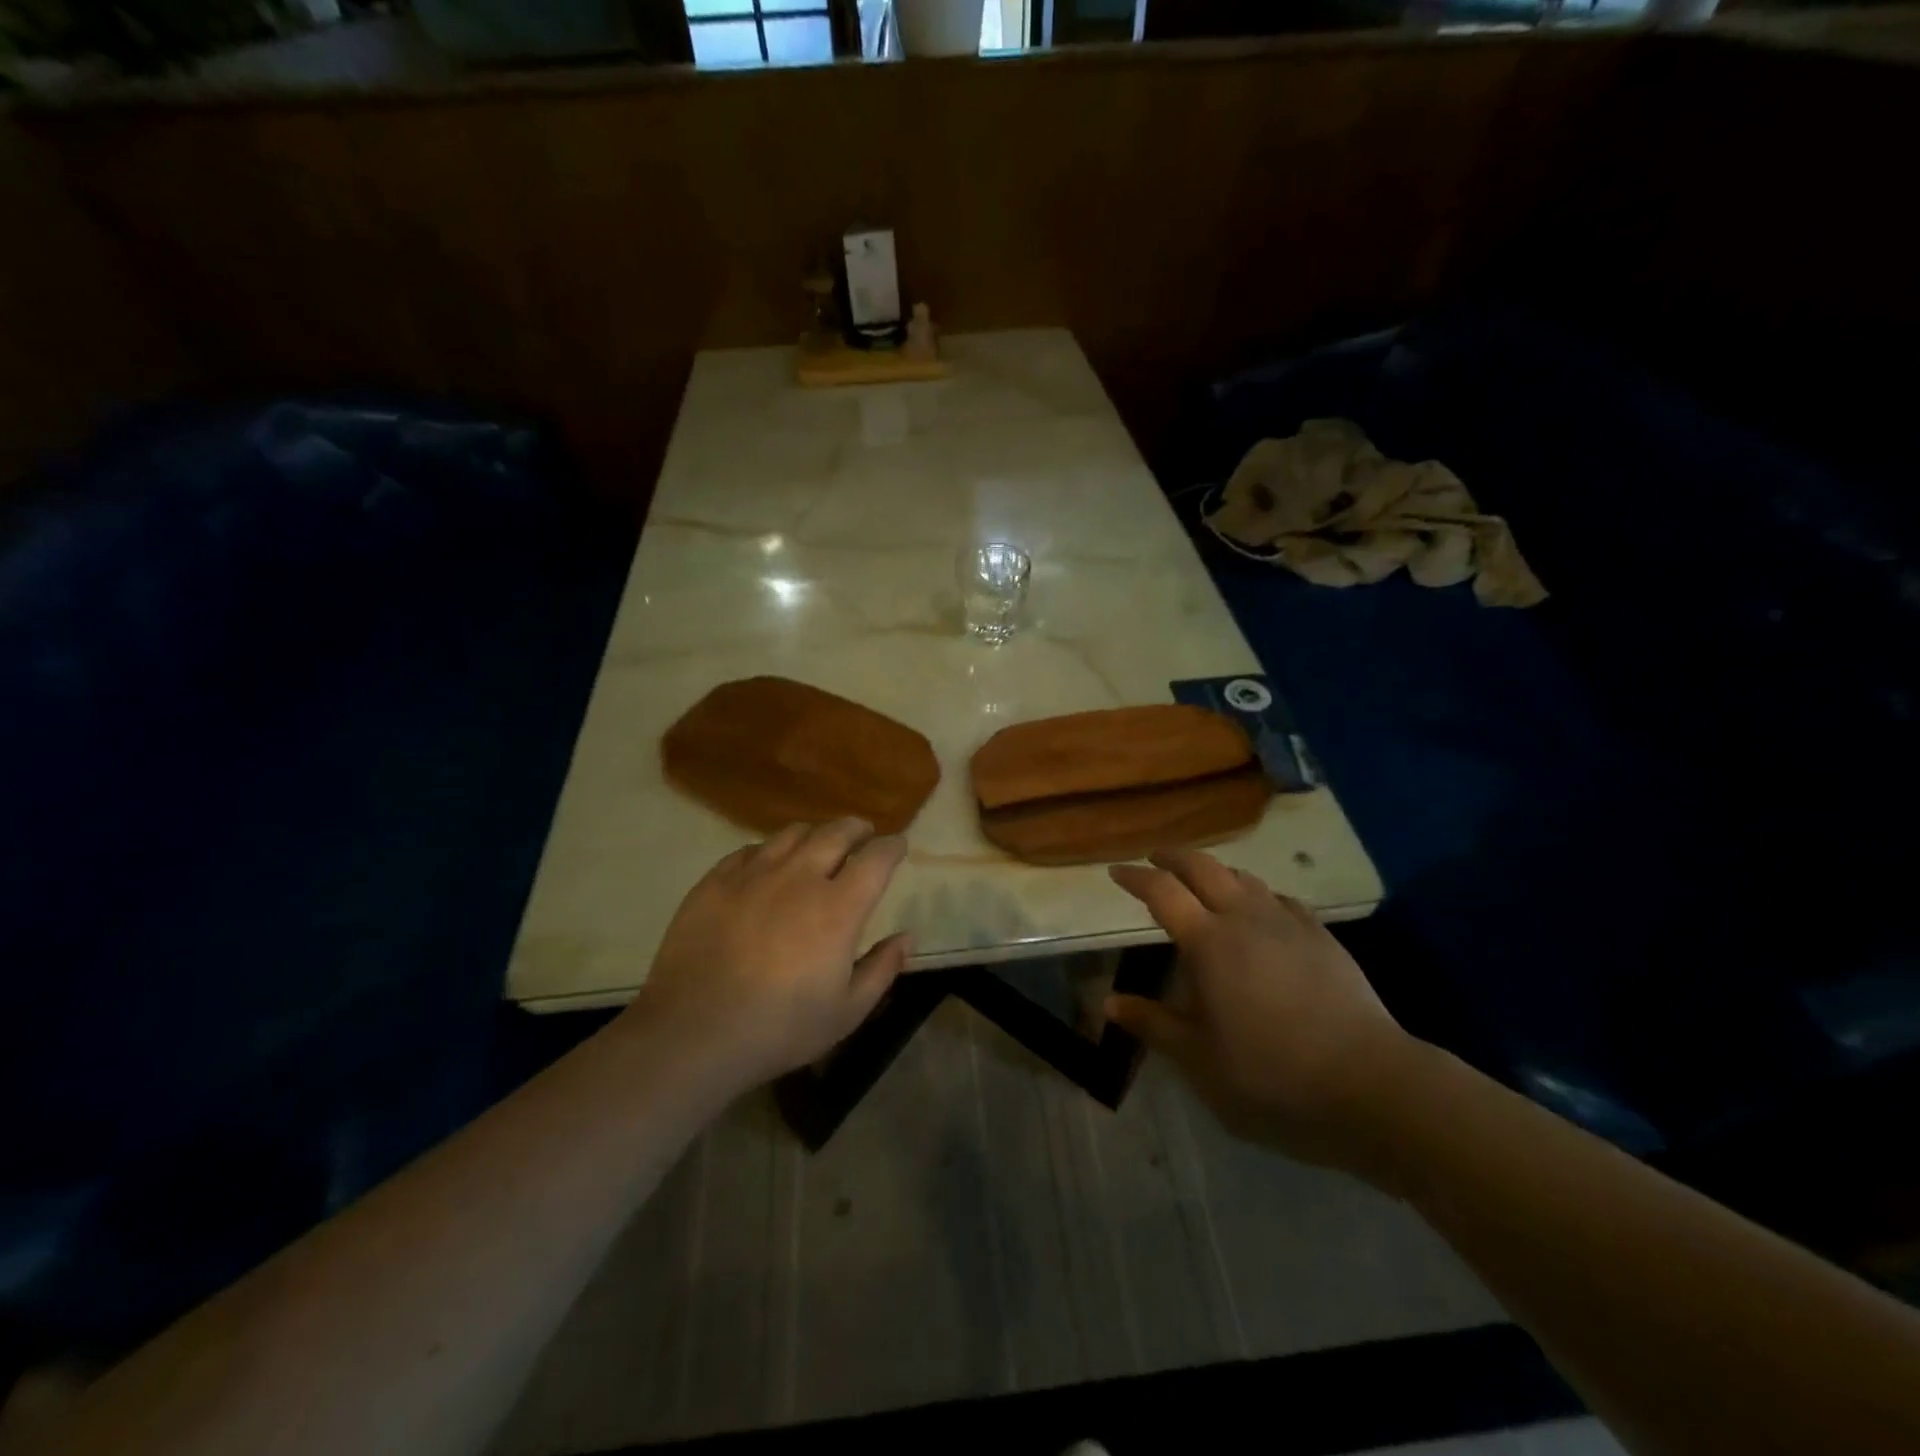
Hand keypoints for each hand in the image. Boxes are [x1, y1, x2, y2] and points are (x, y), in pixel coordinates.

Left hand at [625, 819, 910, 1088]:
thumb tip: (907, 937)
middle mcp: (799, 878)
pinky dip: (771, 850)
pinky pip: (750, 850)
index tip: (898, 847)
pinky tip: (769, 864)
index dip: (892, 847)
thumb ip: (882, 969)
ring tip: (819, 843)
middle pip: (836, 832)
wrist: (693, 1034)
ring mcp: (753, 874)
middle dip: (857, 828)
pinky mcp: (715, 881)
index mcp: (838, 908)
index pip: (876, 858)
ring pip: (793, 833)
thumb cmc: (779, 1029)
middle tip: (863, 834)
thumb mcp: (846, 1012)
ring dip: (816, 833)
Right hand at [1106, 850, 1416, 1179]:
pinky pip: (1280, 898)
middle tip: (1154, 860)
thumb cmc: (1271, 1075)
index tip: (1116, 872)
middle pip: (1203, 867)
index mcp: (1207, 942)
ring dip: (1216, 872)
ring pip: (1244, 877)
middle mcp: (1244, 918)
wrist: (1370, 1084)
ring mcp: (1288, 923)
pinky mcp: (1322, 937)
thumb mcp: (1199, 1061)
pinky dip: (1257, 895)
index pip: (1161, 892)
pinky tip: (1262, 913)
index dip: (1135, 877)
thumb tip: (1110, 1002)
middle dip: (1173, 858)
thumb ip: (1153, 1024)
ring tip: (1204, 884)